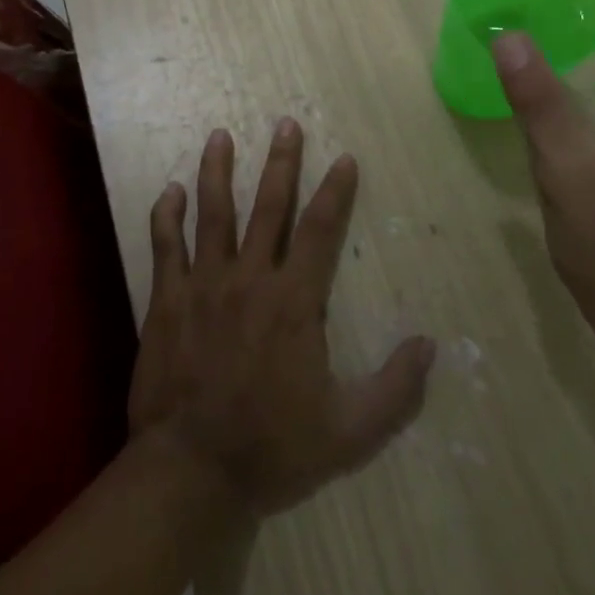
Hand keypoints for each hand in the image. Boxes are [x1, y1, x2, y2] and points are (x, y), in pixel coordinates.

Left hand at [129, 120, 436, 516]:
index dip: (335, 191)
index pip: (320, 231)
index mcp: (294, 302)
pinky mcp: (167, 301)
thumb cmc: (273, 448)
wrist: (192, 470)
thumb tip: (429, 344)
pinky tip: (169, 190)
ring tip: (220, 136)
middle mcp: (249, 280)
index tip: (344, 158)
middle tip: (285, 123)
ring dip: (217, 171)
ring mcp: (203, 286)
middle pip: (268, 207)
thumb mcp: (350, 431)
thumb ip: (394, 388)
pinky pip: (165, 246)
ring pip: (212, 214)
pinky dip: (166, 215)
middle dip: (281, 163)